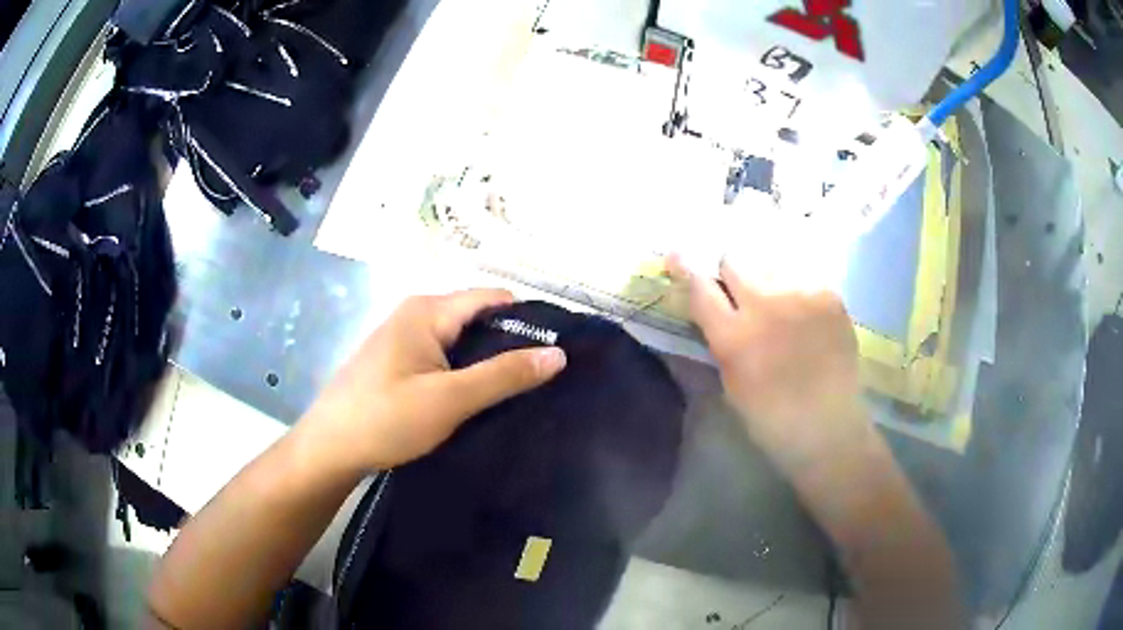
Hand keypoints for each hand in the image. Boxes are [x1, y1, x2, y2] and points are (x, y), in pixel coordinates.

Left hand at [300, 290, 566, 473]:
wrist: (330, 448)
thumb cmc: (386, 418)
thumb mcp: (450, 399)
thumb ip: (504, 375)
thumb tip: (558, 354)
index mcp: (428, 310)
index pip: (493, 298)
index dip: (528, 319)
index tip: (557, 350)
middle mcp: (416, 313)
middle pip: (477, 317)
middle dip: (510, 343)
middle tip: (544, 377)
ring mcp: (404, 337)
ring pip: (461, 340)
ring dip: (487, 361)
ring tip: (521, 389)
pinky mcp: (398, 361)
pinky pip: (443, 356)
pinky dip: (465, 371)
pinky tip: (480, 396)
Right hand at [667, 255, 872, 470]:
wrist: (828, 427)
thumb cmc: (771, 418)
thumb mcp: (730, 382)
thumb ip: (721, 339)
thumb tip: (712, 308)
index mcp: (733, 336)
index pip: (700, 285)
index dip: (686, 267)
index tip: (678, 256)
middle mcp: (765, 305)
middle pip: (735, 259)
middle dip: (730, 272)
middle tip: (739, 292)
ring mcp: (802, 296)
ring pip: (770, 262)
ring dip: (765, 277)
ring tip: (778, 302)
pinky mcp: (830, 297)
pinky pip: (804, 276)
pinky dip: (797, 288)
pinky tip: (804, 313)